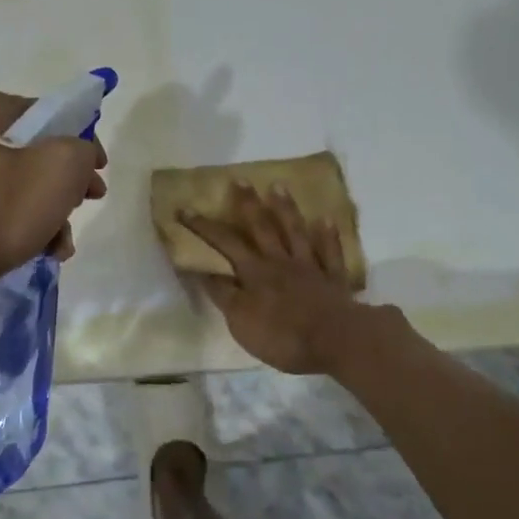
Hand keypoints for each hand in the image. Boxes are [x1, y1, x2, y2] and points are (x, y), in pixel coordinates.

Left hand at [0, 92, 107, 296]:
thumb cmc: (7, 206)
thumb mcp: (64, 165)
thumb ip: (84, 149)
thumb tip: (79, 159)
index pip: (54, 113)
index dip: (84, 139)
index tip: (98, 168)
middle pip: (42, 150)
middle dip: (71, 180)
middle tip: (90, 199)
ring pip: (28, 182)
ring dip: (55, 210)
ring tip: (64, 242)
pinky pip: (8, 206)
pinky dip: (32, 224)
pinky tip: (47, 250)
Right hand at [178, 182, 364, 374]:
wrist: (334, 340)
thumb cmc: (283, 336)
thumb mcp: (241, 322)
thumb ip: (224, 295)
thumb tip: (203, 272)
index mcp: (254, 273)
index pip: (223, 244)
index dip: (203, 227)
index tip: (184, 209)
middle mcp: (280, 262)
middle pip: (261, 228)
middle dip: (247, 204)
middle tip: (239, 179)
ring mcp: (309, 267)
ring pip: (295, 232)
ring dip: (286, 209)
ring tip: (278, 186)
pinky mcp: (333, 279)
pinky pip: (330, 251)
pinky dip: (327, 235)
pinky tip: (325, 219)